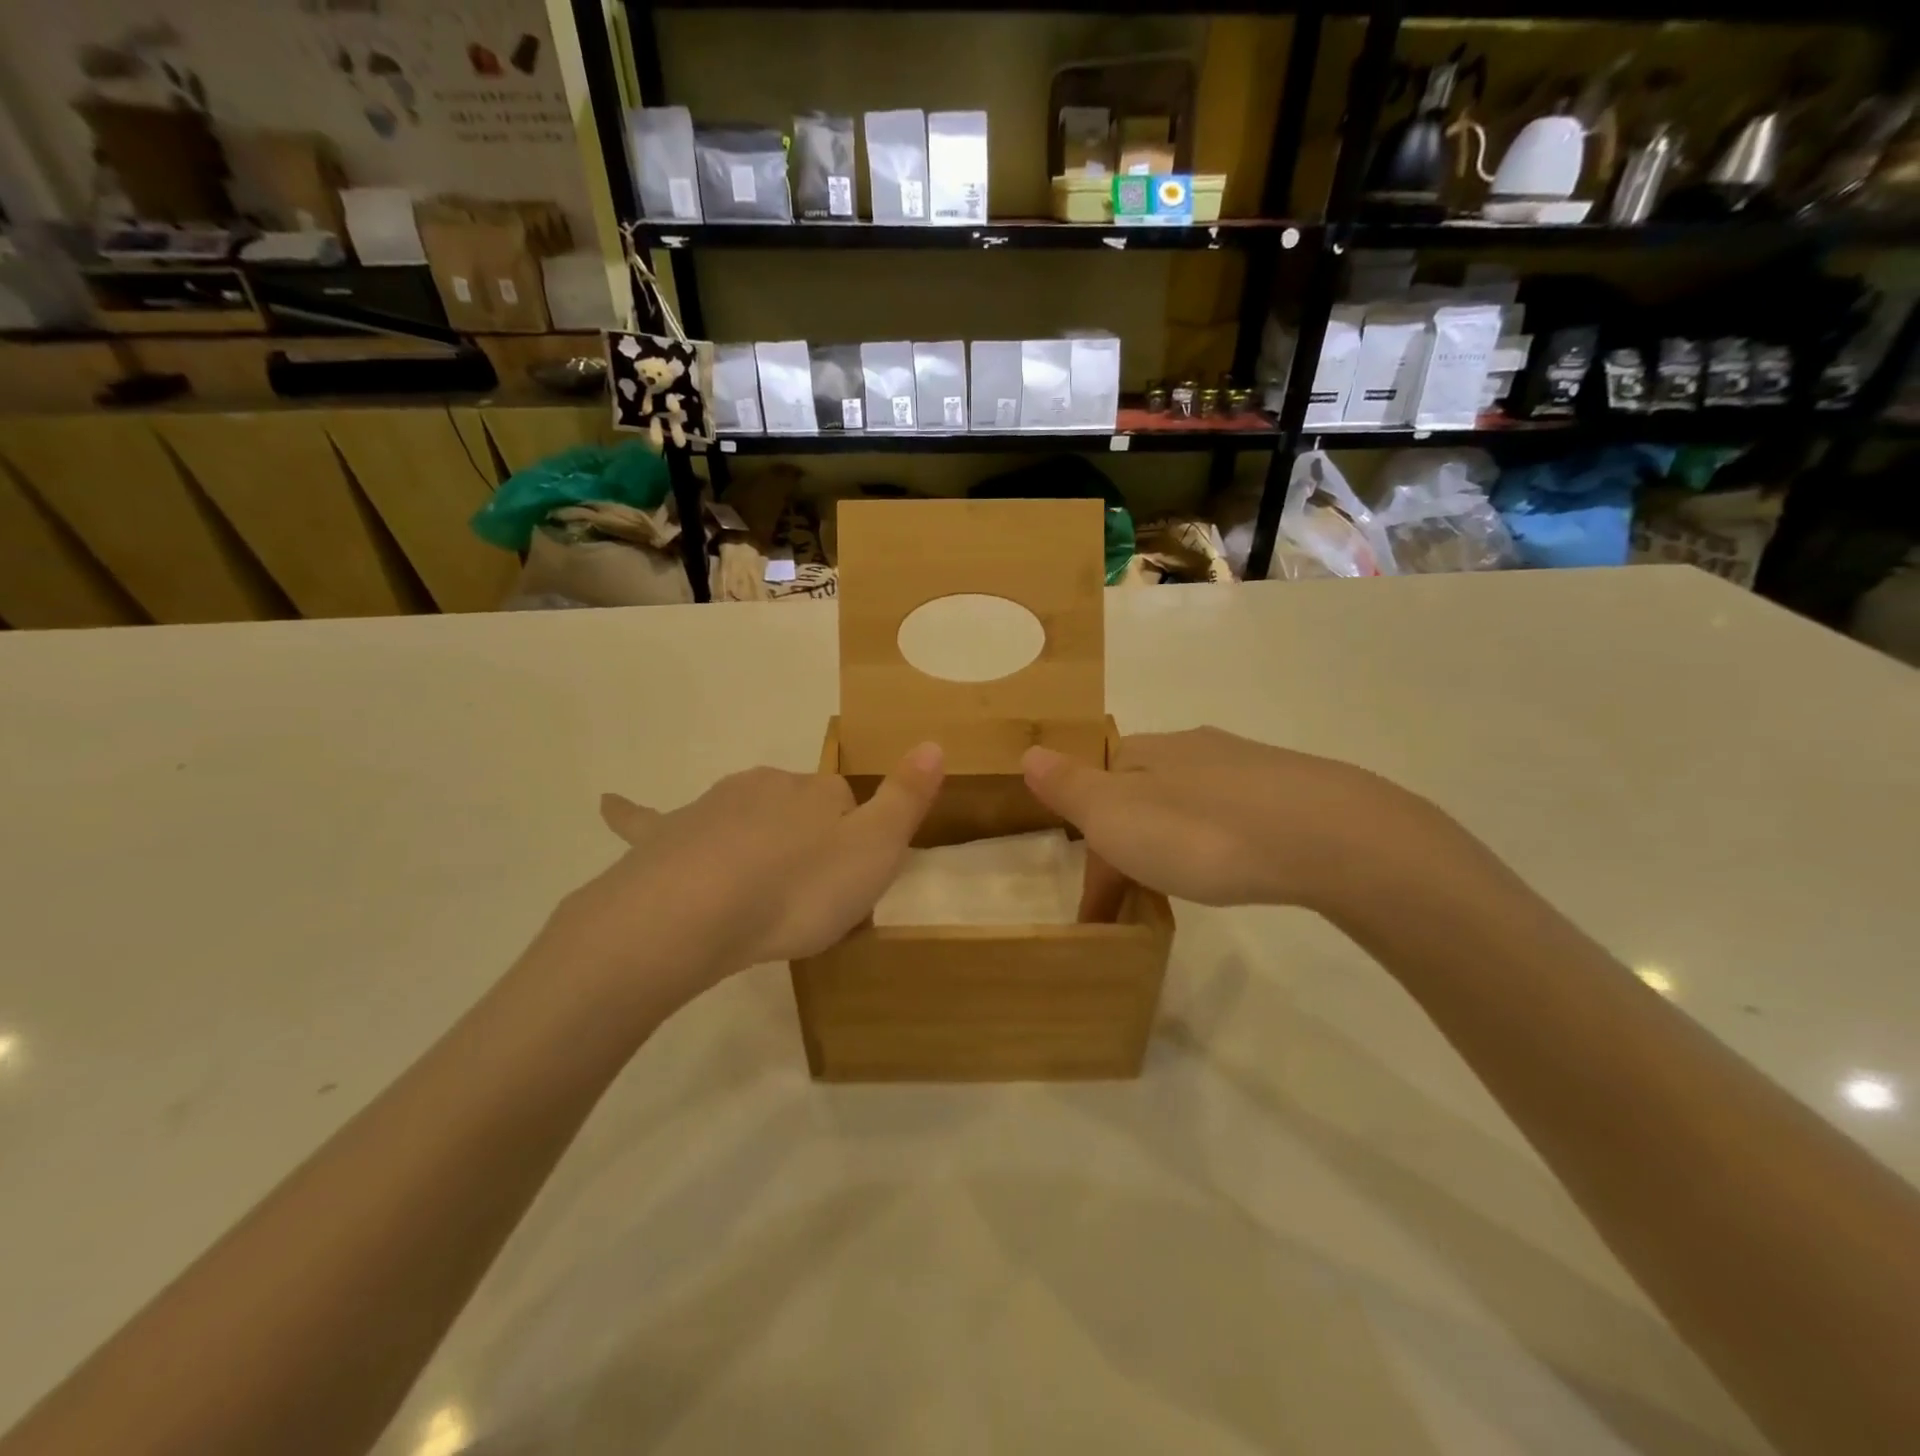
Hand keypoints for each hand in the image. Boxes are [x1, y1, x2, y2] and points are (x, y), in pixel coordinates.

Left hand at [535, 744, 944, 1017]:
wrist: (695, 912)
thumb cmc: (796, 889)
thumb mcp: (876, 851)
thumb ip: (907, 797)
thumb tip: (933, 742)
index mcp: (816, 792)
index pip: (847, 802)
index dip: (856, 842)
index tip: (852, 887)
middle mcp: (765, 785)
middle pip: (796, 809)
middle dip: (805, 842)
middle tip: (807, 900)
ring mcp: (711, 805)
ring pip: (743, 817)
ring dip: (755, 844)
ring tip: (758, 896)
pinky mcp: (664, 835)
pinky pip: (648, 819)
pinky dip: (630, 811)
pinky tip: (608, 803)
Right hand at [1022, 727, 1456, 917]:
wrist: (1325, 836)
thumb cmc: (1201, 831)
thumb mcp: (1114, 815)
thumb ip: (1068, 786)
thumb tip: (1028, 752)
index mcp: (1143, 750)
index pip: (1097, 786)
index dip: (1090, 841)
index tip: (1096, 902)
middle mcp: (1191, 746)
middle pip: (1142, 791)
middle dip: (1130, 839)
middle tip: (1135, 897)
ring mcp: (1246, 764)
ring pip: (1190, 799)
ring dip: (1175, 837)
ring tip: (1184, 885)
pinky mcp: (1292, 789)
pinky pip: (1237, 812)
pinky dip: (1221, 838)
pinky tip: (1237, 863)